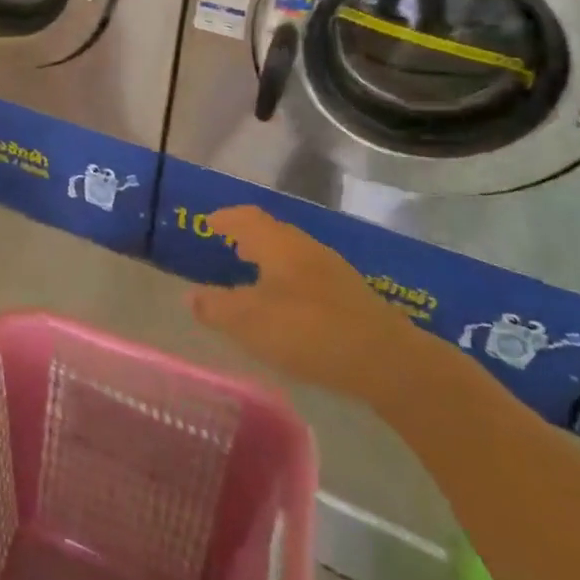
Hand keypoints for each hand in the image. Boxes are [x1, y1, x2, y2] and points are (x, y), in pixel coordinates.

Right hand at [188, 206, 425, 406]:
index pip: (247, 217)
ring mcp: (334, 271)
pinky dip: (289, 279)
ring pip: (293, 254)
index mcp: (279, 244)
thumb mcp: (250, 322)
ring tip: (254, 273)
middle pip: (273, 232)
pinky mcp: (352, 297)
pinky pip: (309, 275)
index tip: (209, 222)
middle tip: (229, 245)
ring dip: (271, 258)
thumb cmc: (309, 331)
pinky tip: (288, 303)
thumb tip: (190, 295)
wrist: (389, 362)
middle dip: (249, 236)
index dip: (226, 218)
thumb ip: (216, 308)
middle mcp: (306, 248)